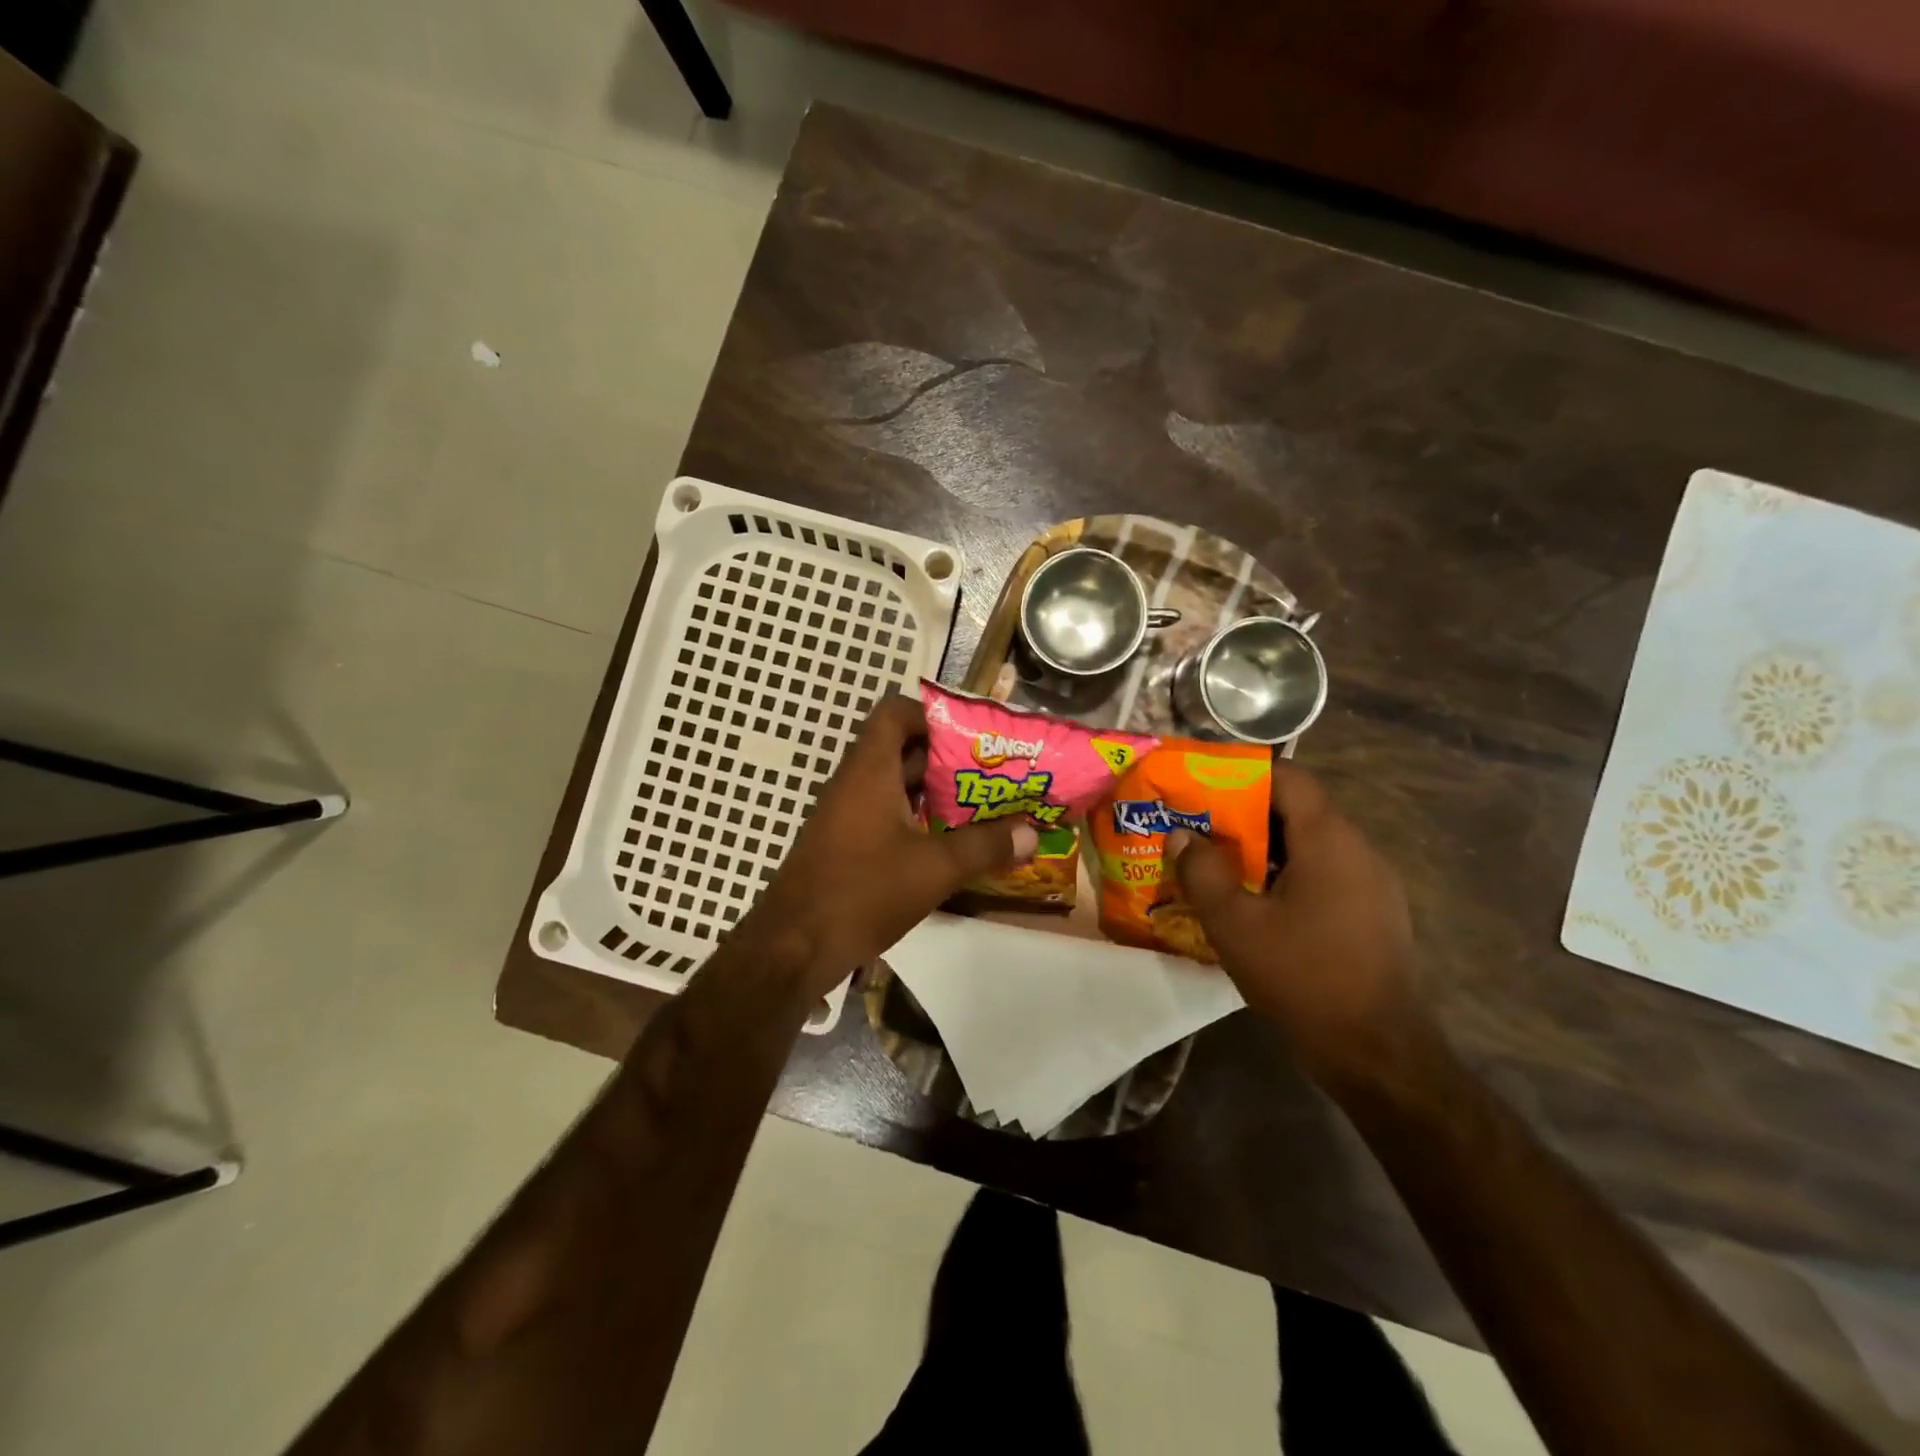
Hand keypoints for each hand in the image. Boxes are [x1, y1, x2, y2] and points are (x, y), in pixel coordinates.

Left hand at [739, 693, 1036, 998]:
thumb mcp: (934, 868)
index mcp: (870, 770)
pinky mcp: (846, 845)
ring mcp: (847, 815)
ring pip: (896, 787)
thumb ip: (984, 847)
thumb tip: (1031, 833)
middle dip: (948, 759)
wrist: (794, 946)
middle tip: (993, 774)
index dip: (932, 715)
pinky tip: (950, 844)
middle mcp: (855, 784)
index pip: (894, 713)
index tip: (972, 737)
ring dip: (935, 794)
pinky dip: (917, 821)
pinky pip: (886, 816)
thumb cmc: (863, 891)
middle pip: (902, 750)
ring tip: (983, 807)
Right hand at [1169, 760, 1421, 1082]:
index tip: (1201, 785)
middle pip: (1296, 809)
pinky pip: (1324, 873)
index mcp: (1329, 839)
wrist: (1378, 1053)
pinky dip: (1286, 874)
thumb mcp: (1235, 924)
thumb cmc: (1303, 976)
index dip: (1242, 773)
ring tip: (1218, 865)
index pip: (1287, 776)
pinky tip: (1256, 904)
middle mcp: (1358, 849)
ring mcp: (1371, 883)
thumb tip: (1182, 834)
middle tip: (1198, 828)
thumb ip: (1202, 871)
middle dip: (1243, 814)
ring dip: (1263, 848)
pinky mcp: (1373, 913)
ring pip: (1309, 844)